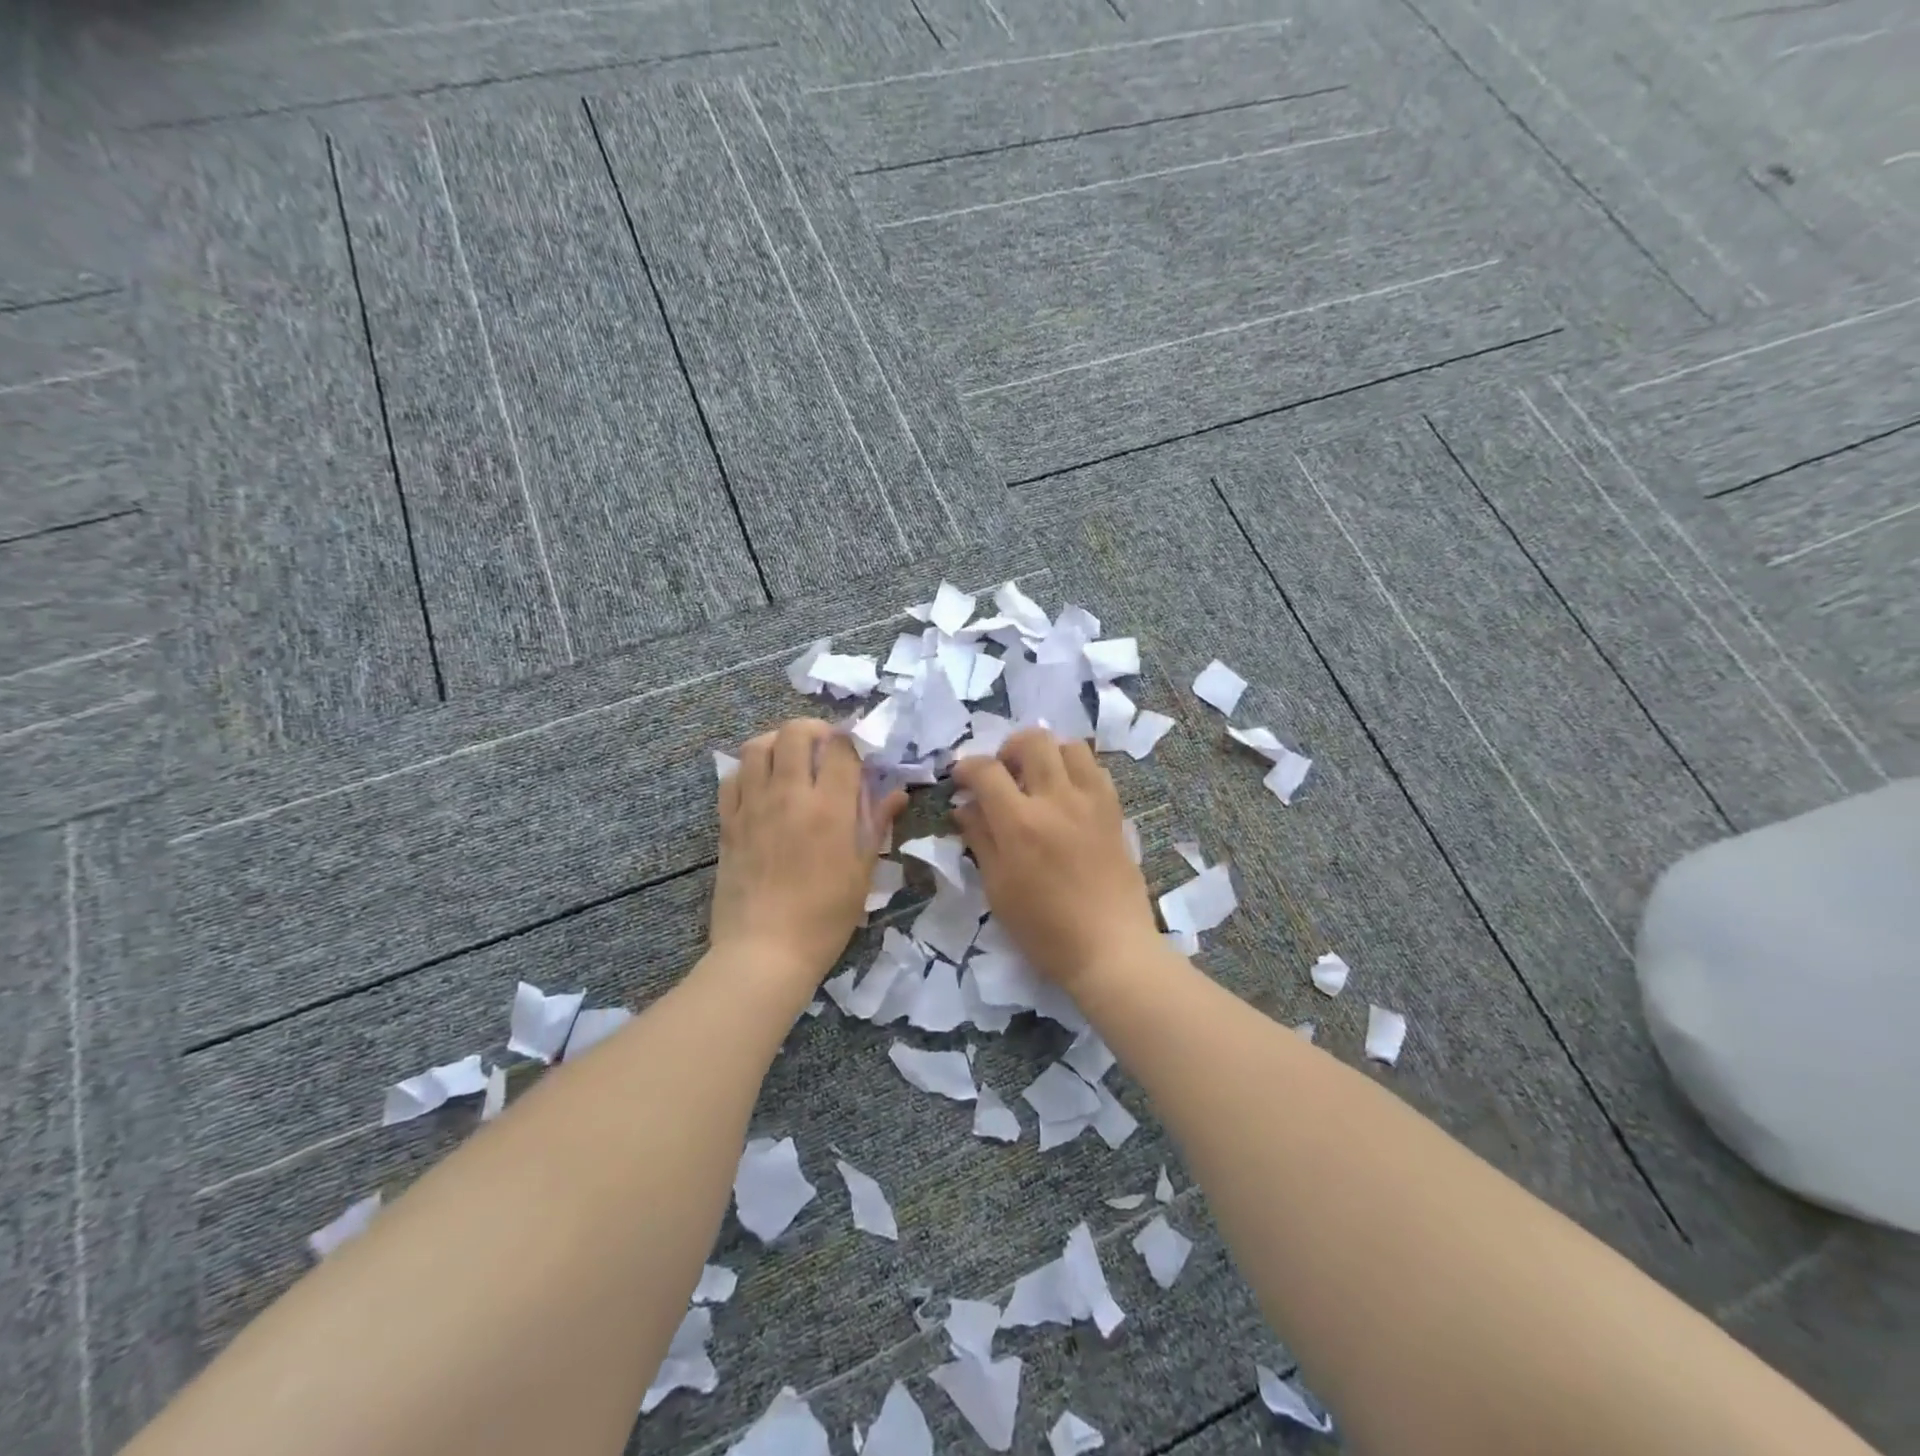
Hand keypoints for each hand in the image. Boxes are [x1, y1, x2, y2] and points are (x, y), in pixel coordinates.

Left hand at [711, 719, 905, 991]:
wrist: (765, 952)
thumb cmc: (825, 917)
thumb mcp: (863, 872)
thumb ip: (878, 824)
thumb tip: (896, 792)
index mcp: (830, 808)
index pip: (841, 747)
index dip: (852, 740)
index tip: (858, 752)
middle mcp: (789, 795)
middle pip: (795, 732)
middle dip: (814, 730)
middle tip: (824, 749)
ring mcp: (753, 806)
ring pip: (757, 745)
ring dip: (778, 742)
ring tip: (791, 760)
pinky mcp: (727, 822)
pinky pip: (733, 777)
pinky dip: (749, 770)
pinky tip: (762, 786)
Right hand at [951, 729, 1159, 991]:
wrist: (1110, 948)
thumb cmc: (1044, 929)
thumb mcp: (998, 889)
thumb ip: (980, 839)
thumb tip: (964, 807)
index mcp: (1020, 823)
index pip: (986, 770)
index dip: (966, 767)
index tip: (960, 778)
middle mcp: (1057, 799)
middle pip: (1033, 740)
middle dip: (1008, 748)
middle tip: (1002, 773)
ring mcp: (1091, 801)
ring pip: (1070, 745)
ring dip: (1047, 753)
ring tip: (1037, 778)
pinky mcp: (1114, 811)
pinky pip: (1095, 769)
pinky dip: (1076, 769)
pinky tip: (1067, 794)